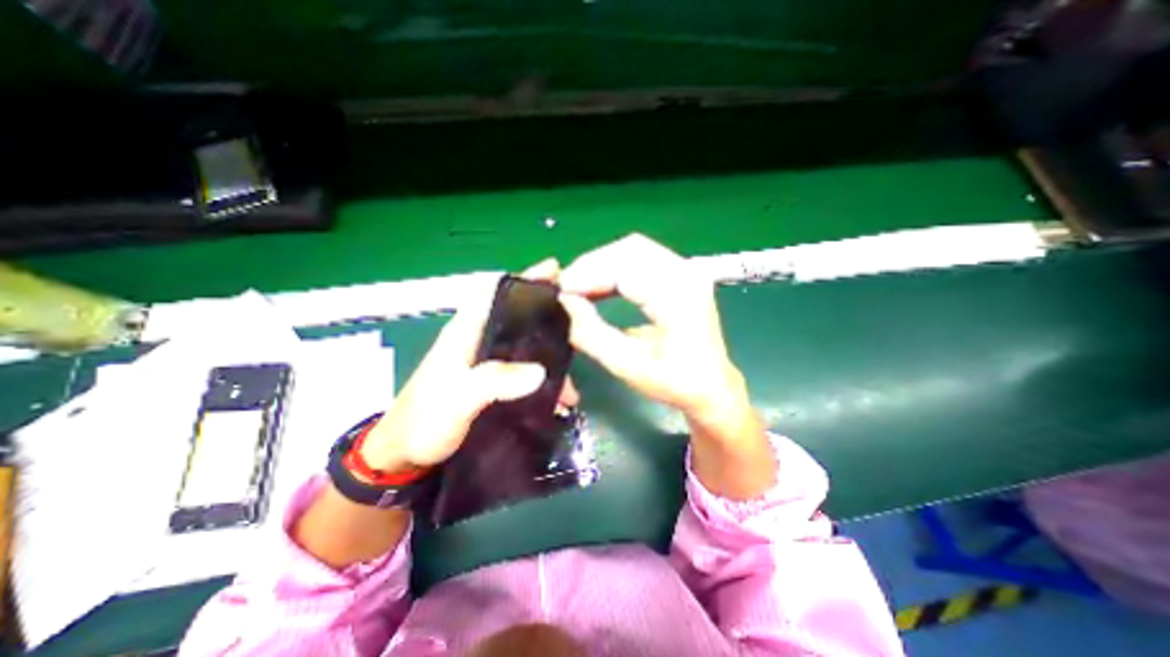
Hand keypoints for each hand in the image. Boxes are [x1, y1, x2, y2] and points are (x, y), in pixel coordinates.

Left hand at [356, 260, 574, 473]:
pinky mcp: (490, 380)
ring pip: (524, 345)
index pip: (494, 292)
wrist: (405, 454)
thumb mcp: (457, 401)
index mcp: (465, 332)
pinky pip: (523, 369)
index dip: (523, 279)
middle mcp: (478, 340)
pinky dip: (542, 378)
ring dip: (549, 356)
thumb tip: (539, 371)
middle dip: (547, 315)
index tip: (554, 272)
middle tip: (579, 323)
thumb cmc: (424, 422)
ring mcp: (485, 361)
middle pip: (517, 316)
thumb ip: (493, 382)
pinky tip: (558, 397)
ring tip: (573, 378)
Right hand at [558, 233, 773, 496]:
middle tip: (567, 289)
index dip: (587, 274)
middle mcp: (687, 274)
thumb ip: (591, 334)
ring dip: (602, 264)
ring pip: (634, 249)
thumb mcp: (627, 365)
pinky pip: (642, 258)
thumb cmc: (675, 383)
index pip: (625, 268)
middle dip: (592, 265)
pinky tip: (600, 285)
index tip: (559, 291)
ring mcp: (687, 270)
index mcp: (678, 297)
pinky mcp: (682, 275)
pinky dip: (616, 268)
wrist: (713, 387)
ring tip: (579, 287)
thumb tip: (564, 303)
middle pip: (630, 249)